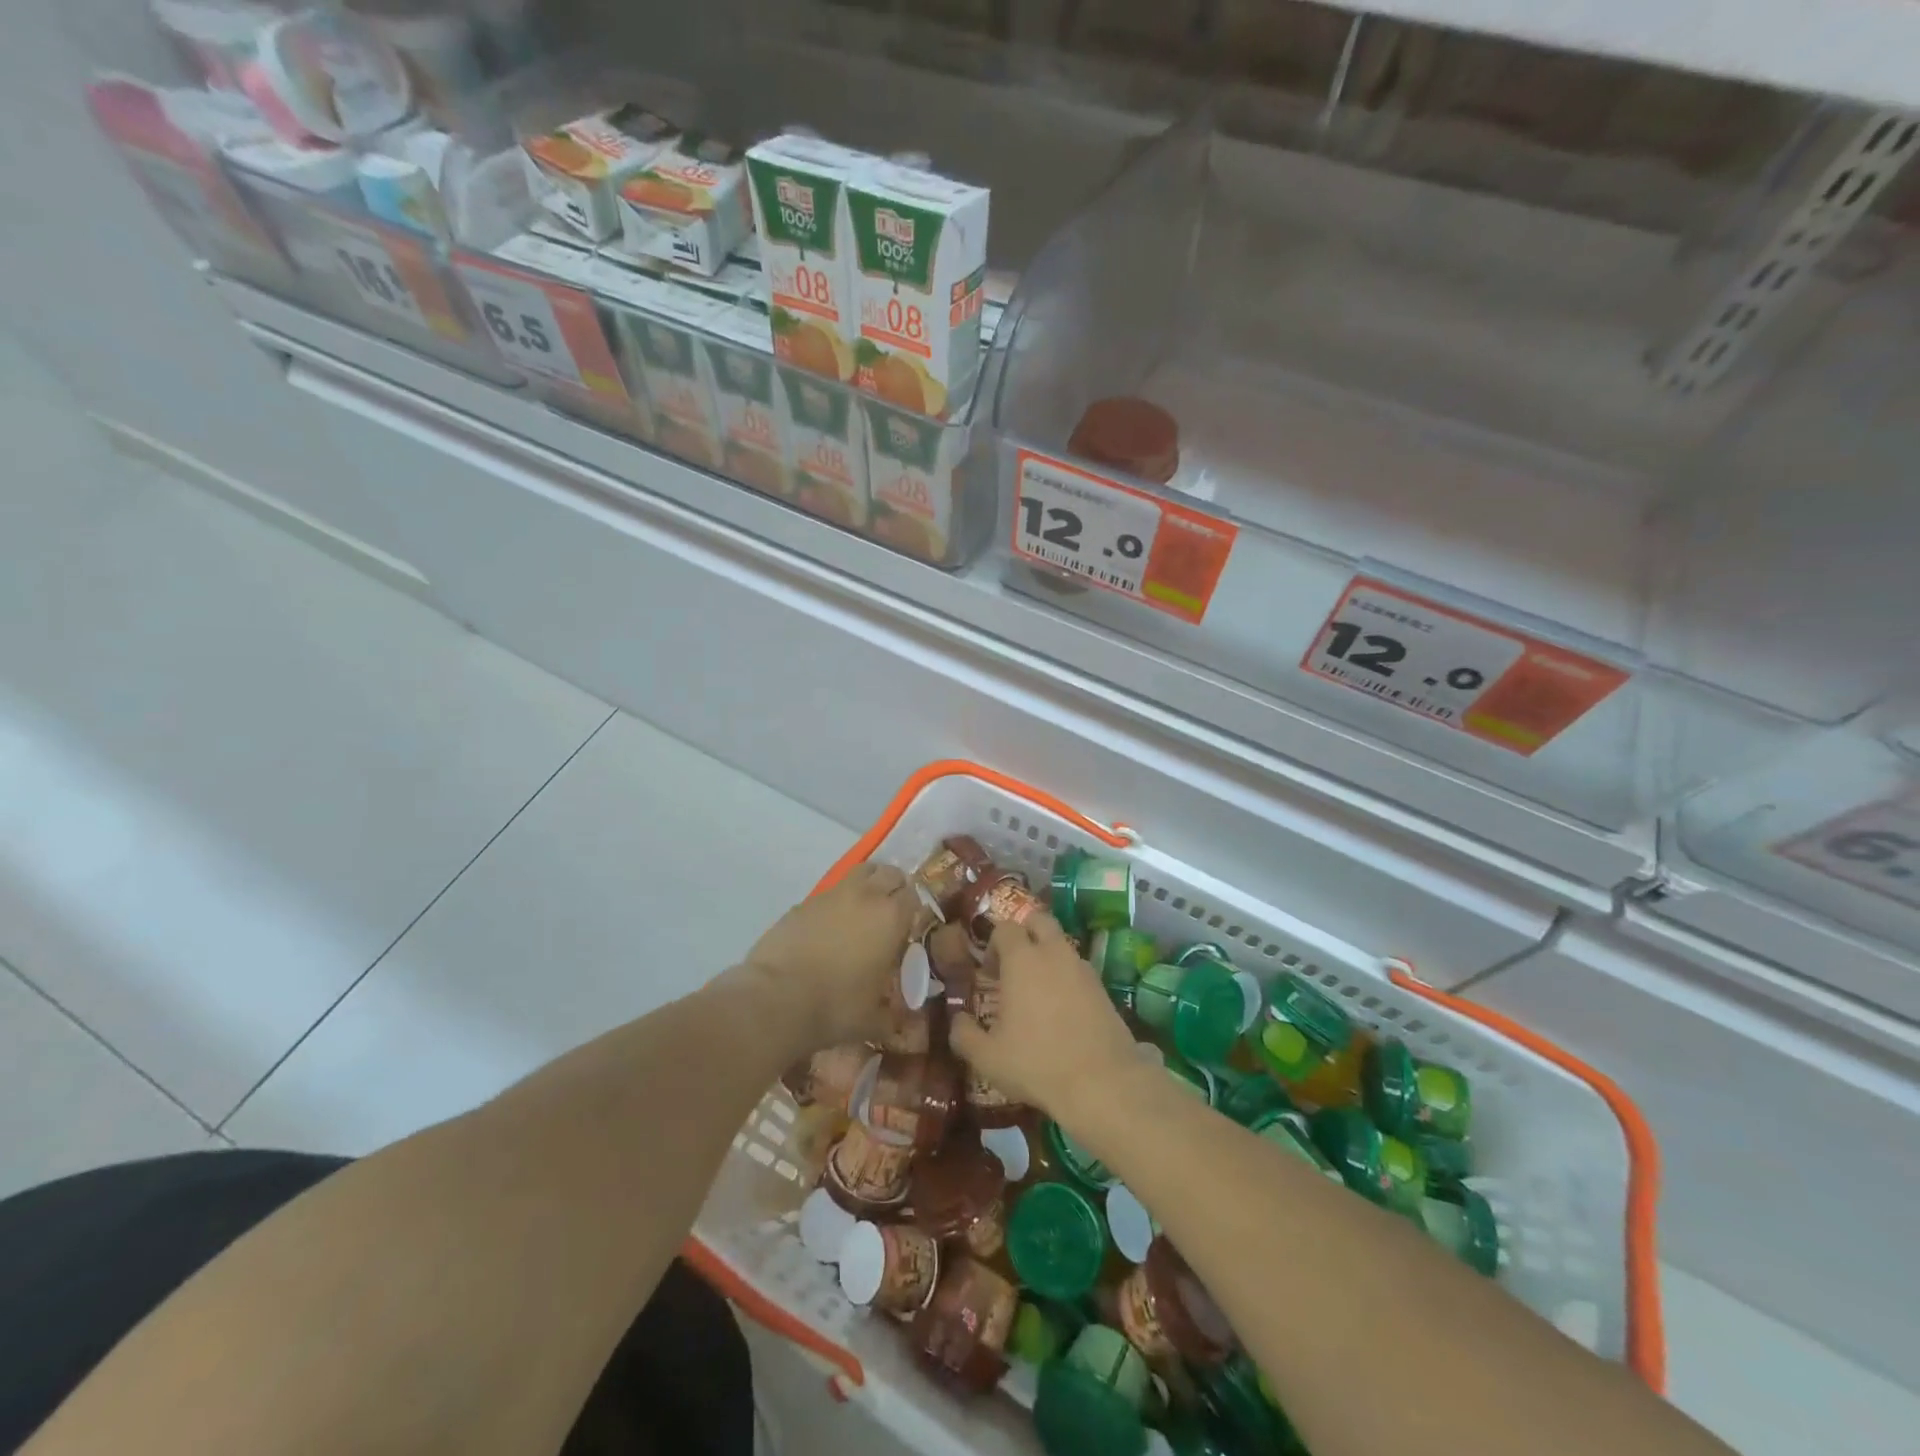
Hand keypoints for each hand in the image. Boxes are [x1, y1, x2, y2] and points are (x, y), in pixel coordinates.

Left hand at [744, 862, 918, 1051]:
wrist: (776, 999)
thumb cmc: (835, 1007)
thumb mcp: (874, 1018)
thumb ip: (894, 1014)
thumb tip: (904, 1022)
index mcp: (891, 917)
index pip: (914, 895)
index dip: (914, 910)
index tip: (910, 928)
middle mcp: (865, 896)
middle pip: (889, 873)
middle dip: (894, 888)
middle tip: (890, 914)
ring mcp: (831, 895)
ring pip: (860, 871)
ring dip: (867, 885)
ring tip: (863, 911)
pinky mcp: (803, 902)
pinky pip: (830, 893)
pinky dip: (836, 902)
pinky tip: (829, 928)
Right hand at [949, 915, 1140, 1121]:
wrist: (1102, 1082)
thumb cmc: (1036, 1063)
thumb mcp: (987, 1057)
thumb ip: (964, 1035)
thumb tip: (957, 1021)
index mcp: (1022, 959)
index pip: (1005, 928)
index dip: (994, 944)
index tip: (988, 972)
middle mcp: (1054, 953)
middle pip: (1039, 920)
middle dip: (1025, 932)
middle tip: (1015, 964)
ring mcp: (1082, 968)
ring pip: (1062, 944)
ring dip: (1047, 955)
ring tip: (1037, 991)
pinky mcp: (1103, 987)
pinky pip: (1078, 968)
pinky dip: (1067, 977)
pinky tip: (1062, 1009)